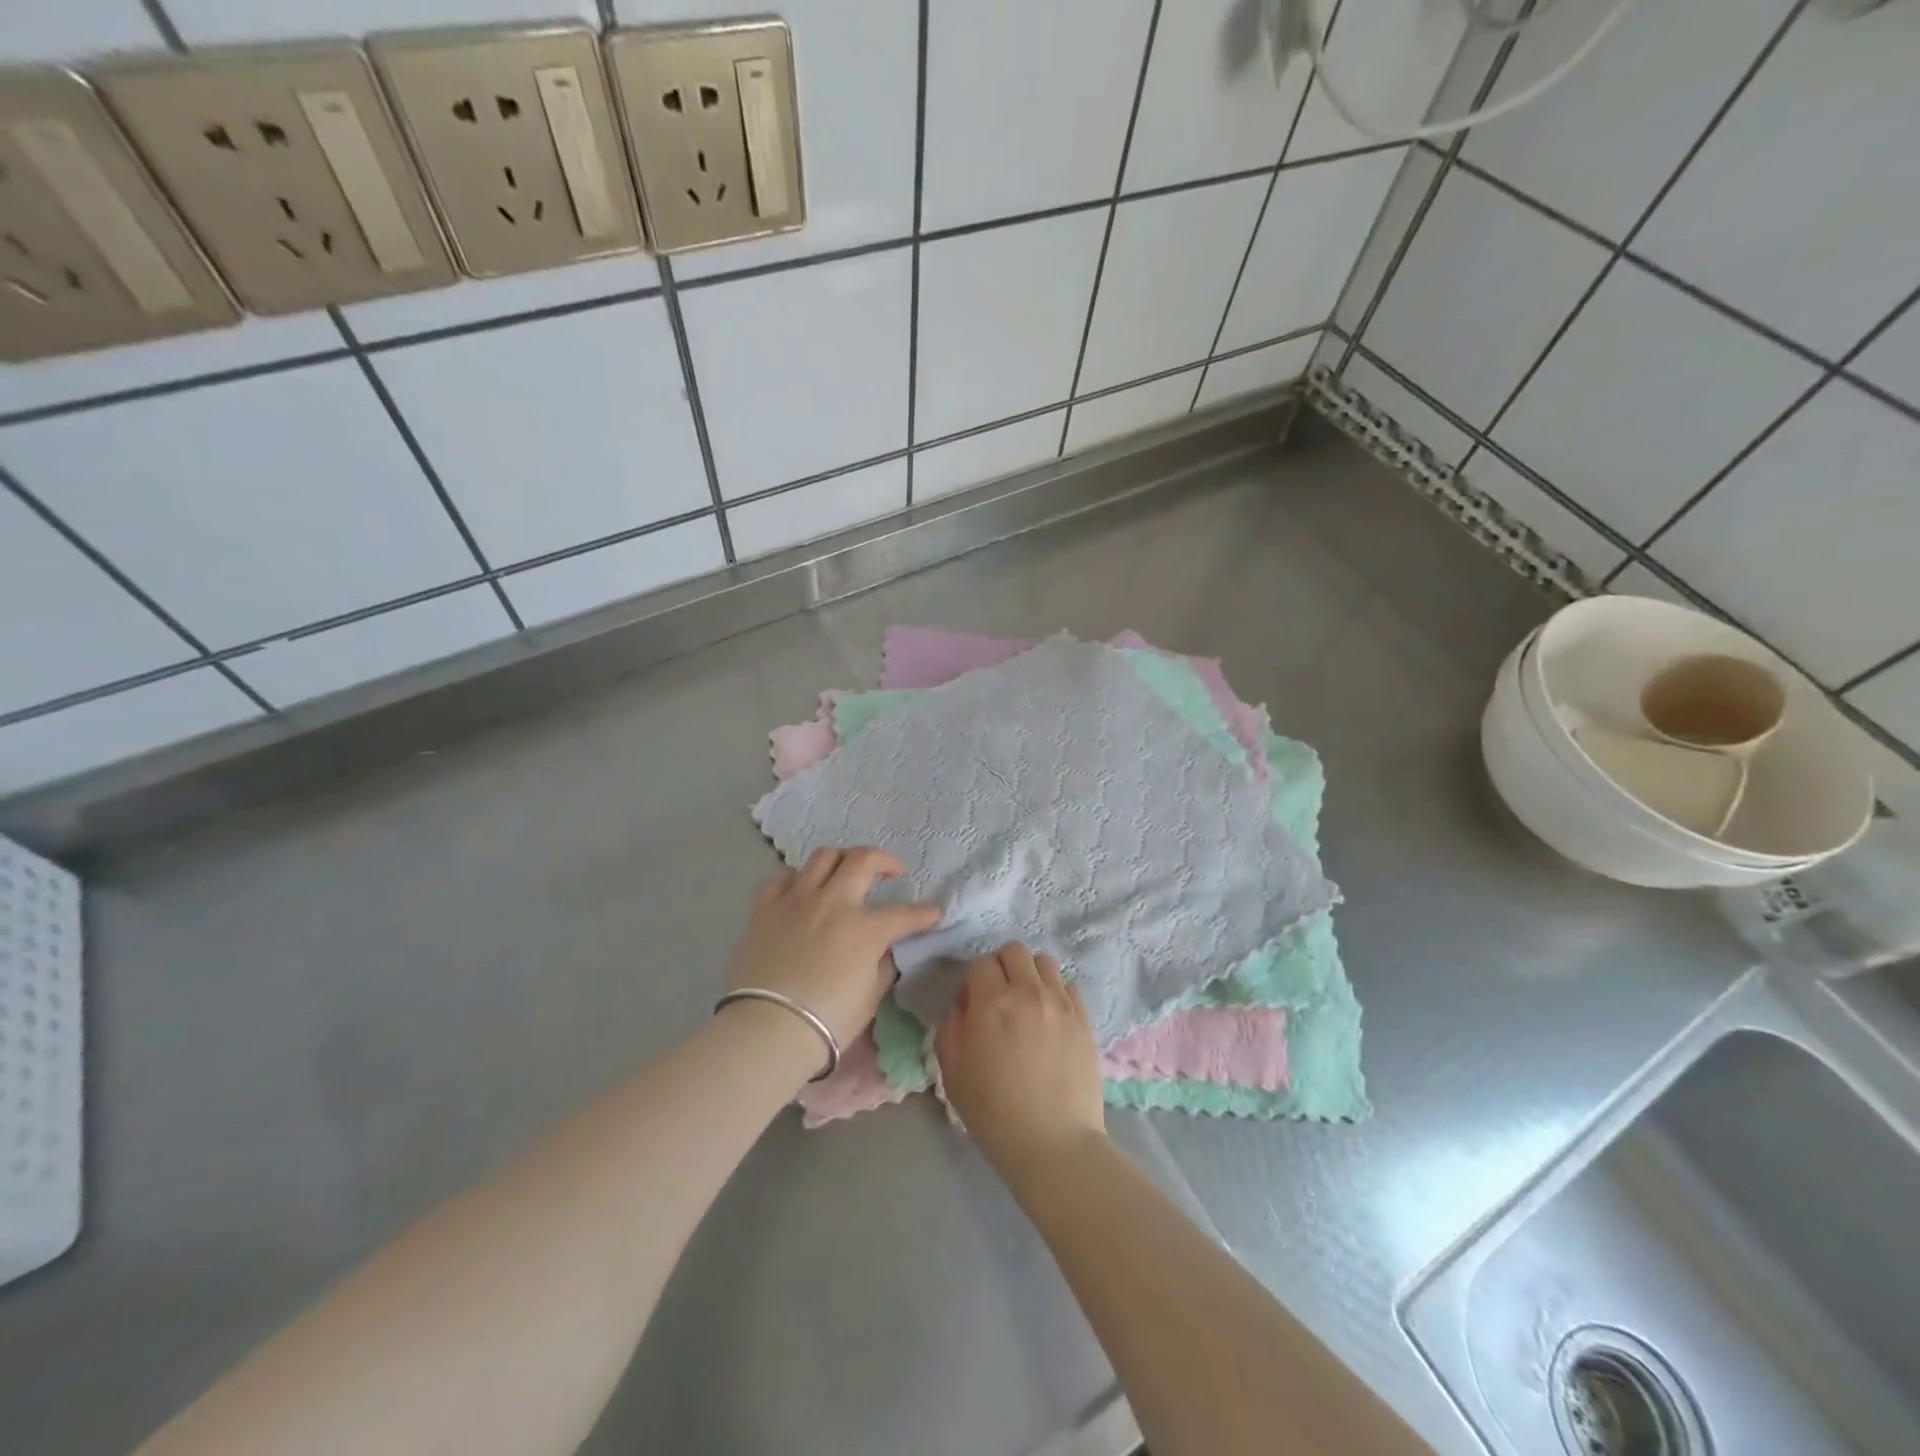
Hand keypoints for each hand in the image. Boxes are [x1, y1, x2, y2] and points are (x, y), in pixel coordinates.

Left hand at [725, 847, 940, 1050]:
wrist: (767, 1030)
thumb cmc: (828, 1021)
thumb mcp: (870, 997)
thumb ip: (882, 965)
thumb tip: (885, 949)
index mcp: (865, 928)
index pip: (904, 914)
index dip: (923, 913)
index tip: (933, 914)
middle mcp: (833, 902)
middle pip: (863, 860)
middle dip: (884, 860)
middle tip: (890, 871)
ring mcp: (797, 900)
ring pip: (823, 856)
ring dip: (841, 859)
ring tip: (845, 872)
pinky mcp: (765, 907)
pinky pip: (783, 877)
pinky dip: (798, 878)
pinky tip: (802, 890)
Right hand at [935, 943, 1106, 1178]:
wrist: (1053, 1144)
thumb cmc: (994, 1112)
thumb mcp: (952, 1072)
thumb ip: (951, 1026)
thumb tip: (964, 1005)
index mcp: (992, 1003)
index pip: (980, 964)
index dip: (972, 982)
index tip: (972, 1006)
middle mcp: (1028, 992)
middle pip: (1014, 950)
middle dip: (1001, 967)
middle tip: (999, 997)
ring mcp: (1061, 1003)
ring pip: (1044, 961)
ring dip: (1030, 974)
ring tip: (1027, 1004)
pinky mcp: (1084, 1018)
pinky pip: (1067, 984)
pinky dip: (1055, 992)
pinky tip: (1049, 1018)